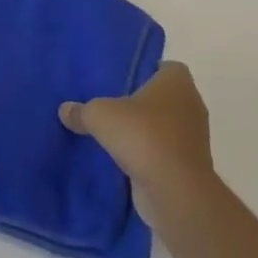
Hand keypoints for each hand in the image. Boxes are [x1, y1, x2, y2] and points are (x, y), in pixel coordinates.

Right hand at [60, 62, 214, 218]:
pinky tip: (122, 158)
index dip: (144, 71)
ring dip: (144, 130)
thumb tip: (64, 110)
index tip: (120, 81)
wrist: (175, 191)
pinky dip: (149, 154)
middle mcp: (191, 104)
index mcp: (177, 81)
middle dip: (140, 102)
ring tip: (112, 133)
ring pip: (164, 126)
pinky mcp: (189, 165)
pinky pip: (164, 151)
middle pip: (163, 97)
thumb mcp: (99, 116)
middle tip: (110, 105)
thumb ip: (81, 110)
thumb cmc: (142, 136)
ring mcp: (193, 137)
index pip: (164, 66)